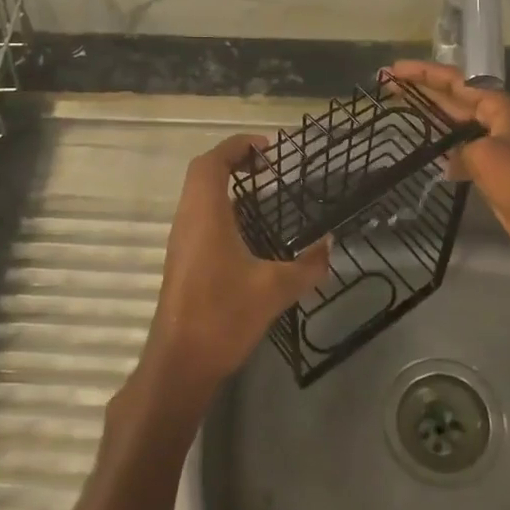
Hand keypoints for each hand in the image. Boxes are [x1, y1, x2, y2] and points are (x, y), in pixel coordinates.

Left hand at [135, 134, 330, 404]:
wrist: (180, 362)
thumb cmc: (223, 316)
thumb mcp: (275, 289)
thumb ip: (308, 266)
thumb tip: (329, 246)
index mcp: (205, 215)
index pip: (212, 162)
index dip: (237, 146)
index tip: (267, 147)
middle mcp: (187, 220)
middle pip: (202, 173)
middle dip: (233, 160)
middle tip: (267, 165)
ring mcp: (181, 241)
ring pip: (198, 196)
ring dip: (226, 184)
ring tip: (262, 190)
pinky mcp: (182, 261)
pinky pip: (199, 217)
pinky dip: (222, 208)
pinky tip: (248, 229)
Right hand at [389, 60, 509, 277]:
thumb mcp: (487, 156)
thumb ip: (462, 148)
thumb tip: (452, 158)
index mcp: (500, 108)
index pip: (456, 81)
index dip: (424, 74)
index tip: (394, 69)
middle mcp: (498, 122)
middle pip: (455, 99)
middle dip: (423, 91)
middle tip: (388, 85)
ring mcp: (497, 148)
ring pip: (457, 126)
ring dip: (431, 118)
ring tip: (400, 111)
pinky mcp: (495, 174)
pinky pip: (463, 153)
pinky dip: (444, 151)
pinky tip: (426, 155)